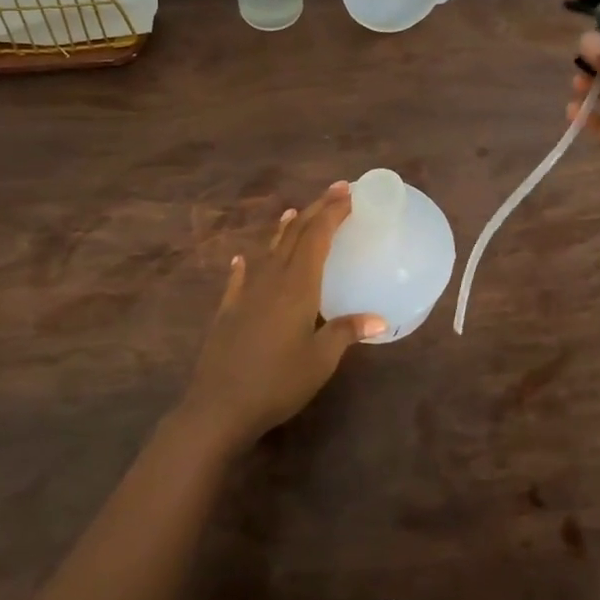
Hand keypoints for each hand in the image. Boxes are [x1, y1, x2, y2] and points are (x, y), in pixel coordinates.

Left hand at [181, 183, 385, 451]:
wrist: (219, 407)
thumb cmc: (277, 382)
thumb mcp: (320, 360)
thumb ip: (346, 332)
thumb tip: (380, 319)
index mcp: (298, 285)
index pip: (318, 237)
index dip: (333, 211)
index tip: (349, 193)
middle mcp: (272, 279)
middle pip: (295, 235)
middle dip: (316, 210)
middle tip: (336, 192)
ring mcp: (247, 293)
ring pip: (269, 250)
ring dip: (285, 229)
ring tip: (295, 212)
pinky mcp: (229, 310)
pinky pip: (241, 277)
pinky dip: (247, 264)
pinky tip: (242, 259)